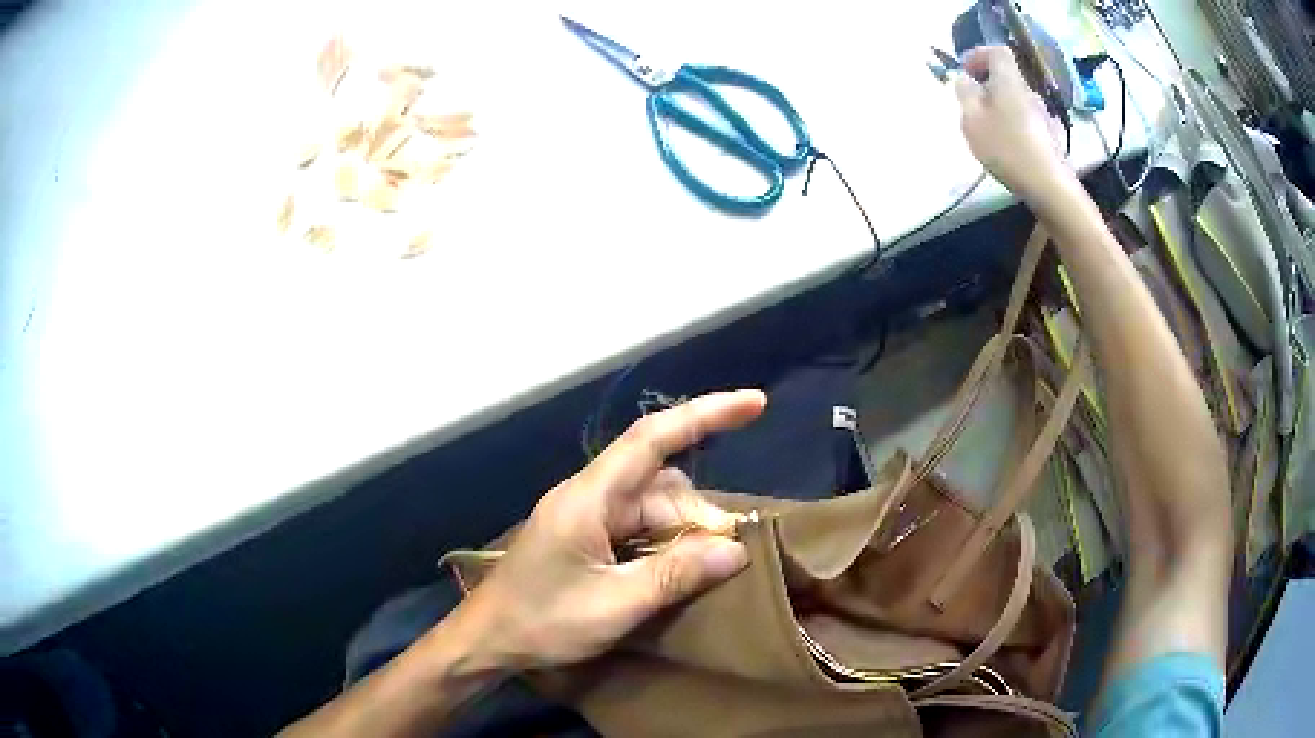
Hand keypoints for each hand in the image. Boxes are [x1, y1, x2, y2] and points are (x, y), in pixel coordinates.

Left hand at [458, 390, 765, 669]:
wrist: (487, 641)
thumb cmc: (541, 622)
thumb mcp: (613, 606)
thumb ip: (674, 575)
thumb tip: (735, 549)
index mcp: (588, 499)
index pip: (652, 439)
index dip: (705, 414)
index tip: (754, 403)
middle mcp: (589, 497)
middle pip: (661, 485)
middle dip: (702, 515)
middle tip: (732, 558)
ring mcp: (587, 517)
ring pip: (654, 507)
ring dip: (686, 533)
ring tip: (709, 570)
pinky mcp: (587, 538)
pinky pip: (639, 527)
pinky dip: (667, 545)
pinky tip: (681, 571)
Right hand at [953, 46, 1071, 204]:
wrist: (1050, 186)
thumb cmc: (1007, 147)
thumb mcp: (972, 119)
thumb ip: (965, 93)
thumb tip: (964, 79)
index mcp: (1009, 81)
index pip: (997, 52)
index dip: (979, 55)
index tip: (966, 70)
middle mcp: (1030, 92)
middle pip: (1008, 79)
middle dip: (989, 86)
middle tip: (973, 105)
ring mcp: (1045, 116)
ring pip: (1018, 102)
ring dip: (1003, 109)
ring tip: (990, 132)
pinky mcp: (1052, 139)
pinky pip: (1029, 123)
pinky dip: (1016, 127)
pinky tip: (1011, 149)